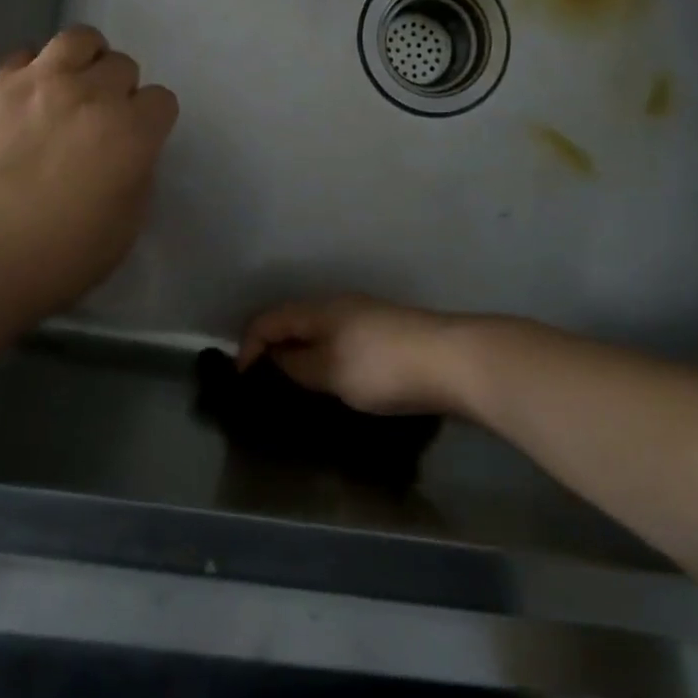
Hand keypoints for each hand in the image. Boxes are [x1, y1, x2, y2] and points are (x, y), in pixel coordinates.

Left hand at [0, 26, 178, 327]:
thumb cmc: (54, 258)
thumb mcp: (123, 230)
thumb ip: (136, 179)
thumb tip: (127, 155)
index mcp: (130, 133)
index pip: (161, 100)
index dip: (150, 121)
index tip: (134, 142)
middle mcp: (89, 94)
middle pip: (121, 65)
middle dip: (118, 90)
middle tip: (97, 121)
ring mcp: (35, 82)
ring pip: (77, 40)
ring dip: (83, 62)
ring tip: (67, 89)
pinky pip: (22, 56)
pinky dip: (31, 72)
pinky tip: (19, 103)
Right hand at [238, 297, 476, 415]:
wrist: (454, 362)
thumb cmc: (383, 366)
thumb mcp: (330, 371)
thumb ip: (297, 365)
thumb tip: (276, 358)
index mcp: (319, 309)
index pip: (267, 320)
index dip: (248, 348)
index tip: (243, 383)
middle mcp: (339, 306)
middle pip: (292, 323)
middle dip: (274, 351)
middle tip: (267, 388)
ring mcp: (365, 319)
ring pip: (319, 334)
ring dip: (302, 357)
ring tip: (297, 391)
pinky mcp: (386, 336)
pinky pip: (341, 344)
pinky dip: (327, 360)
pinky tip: (335, 385)